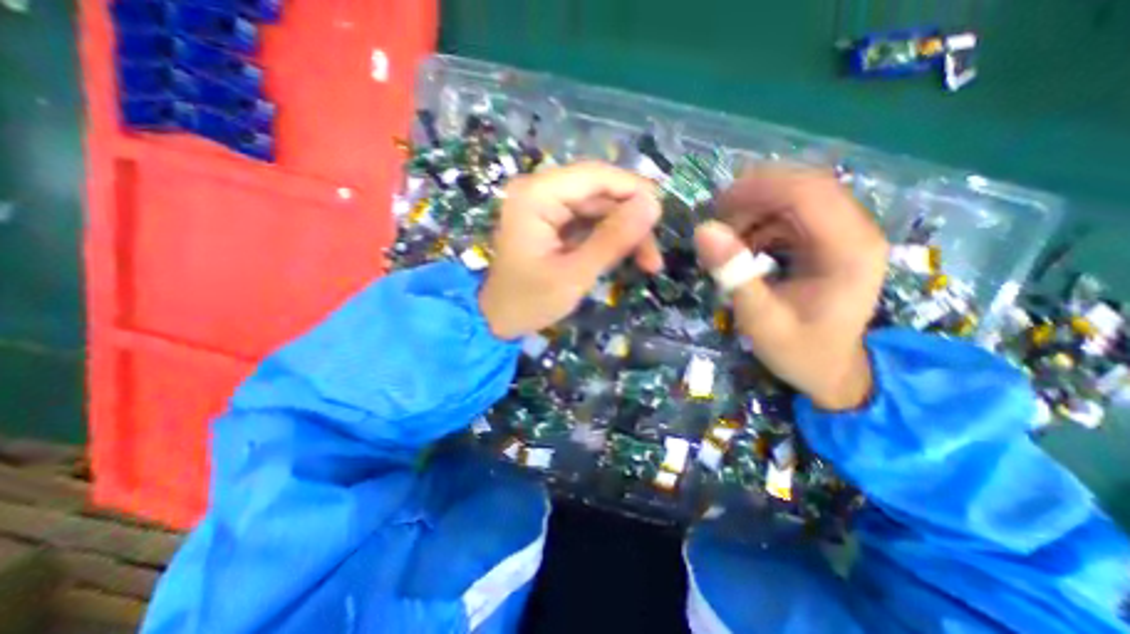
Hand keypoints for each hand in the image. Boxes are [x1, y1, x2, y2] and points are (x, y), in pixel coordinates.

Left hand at [478, 163, 663, 340]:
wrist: (498, 320)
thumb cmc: (529, 302)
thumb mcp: (574, 275)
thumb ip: (613, 239)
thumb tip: (653, 205)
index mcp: (537, 195)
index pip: (596, 176)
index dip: (634, 191)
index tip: (662, 218)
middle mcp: (540, 191)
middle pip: (600, 192)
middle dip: (631, 221)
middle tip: (654, 258)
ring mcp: (545, 206)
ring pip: (599, 208)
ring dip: (624, 232)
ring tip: (647, 264)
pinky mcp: (552, 222)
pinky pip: (589, 221)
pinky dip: (609, 238)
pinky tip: (624, 258)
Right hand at [695, 166, 886, 410]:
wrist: (833, 371)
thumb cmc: (800, 351)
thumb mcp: (760, 320)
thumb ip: (734, 275)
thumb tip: (703, 230)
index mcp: (849, 250)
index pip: (808, 193)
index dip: (758, 189)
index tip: (716, 206)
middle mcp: (856, 231)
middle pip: (804, 186)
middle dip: (754, 195)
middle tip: (716, 219)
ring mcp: (844, 233)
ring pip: (797, 196)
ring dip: (756, 209)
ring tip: (727, 238)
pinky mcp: (829, 240)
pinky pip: (793, 214)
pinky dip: (762, 222)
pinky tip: (745, 245)